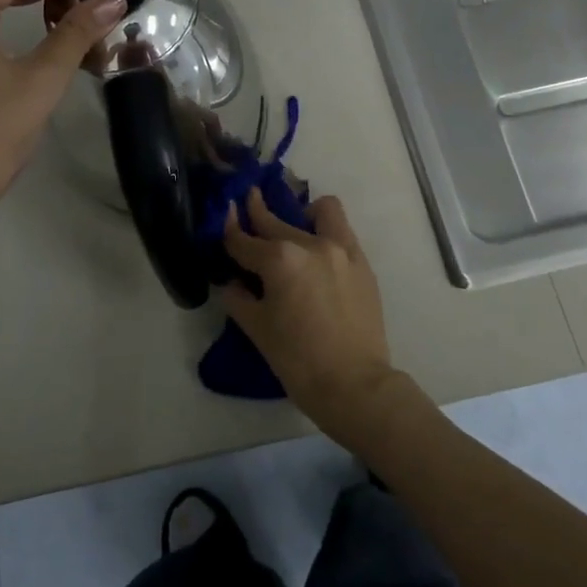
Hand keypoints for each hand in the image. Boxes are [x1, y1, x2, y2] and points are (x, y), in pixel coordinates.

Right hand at [221, 189, 398, 443]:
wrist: (355, 385)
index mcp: (280, 259)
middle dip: (258, 211)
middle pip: (276, 221)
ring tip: (297, 227)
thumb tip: (233, 281)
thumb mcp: (257, 329)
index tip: (225, 214)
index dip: (230, 230)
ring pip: (322, 211)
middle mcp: (311, 244)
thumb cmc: (298, 360)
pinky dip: (327, 232)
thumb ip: (238, 297)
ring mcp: (342, 250)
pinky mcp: (362, 263)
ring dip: (304, 213)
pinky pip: (342, 232)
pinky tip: (318, 253)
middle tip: (249, 200)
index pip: (245, 240)